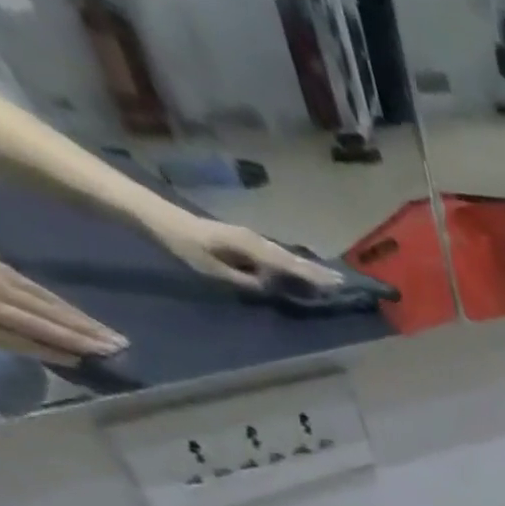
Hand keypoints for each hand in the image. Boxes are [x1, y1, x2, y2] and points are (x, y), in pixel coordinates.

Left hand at [139, 210, 340, 292]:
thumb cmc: (186, 247)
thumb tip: (270, 286)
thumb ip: (245, 279)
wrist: (162, 219)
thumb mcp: (214, 270)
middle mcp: (257, 241)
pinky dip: (294, 262)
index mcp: (251, 248)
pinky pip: (278, 254)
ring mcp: (252, 239)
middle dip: (318, 271)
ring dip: (309, 266)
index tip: (336, 285)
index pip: (289, 266)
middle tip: (342, 281)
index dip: (313, 277)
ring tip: (329, 276)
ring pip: (287, 255)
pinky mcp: (248, 241)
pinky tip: (302, 267)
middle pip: (293, 259)